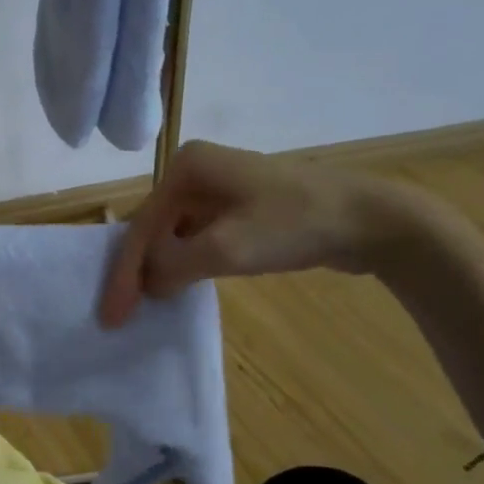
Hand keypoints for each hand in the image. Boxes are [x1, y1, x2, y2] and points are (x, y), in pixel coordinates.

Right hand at [100, 142, 426, 326]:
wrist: (372, 219)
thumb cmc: (295, 224)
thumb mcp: (226, 248)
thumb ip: (173, 265)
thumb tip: (146, 283)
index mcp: (186, 167)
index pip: (142, 226)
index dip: (124, 274)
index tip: (111, 316)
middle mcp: (196, 170)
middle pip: (154, 228)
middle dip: (137, 270)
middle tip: (120, 313)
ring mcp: (220, 187)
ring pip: (175, 233)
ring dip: (161, 268)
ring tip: (142, 305)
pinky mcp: (241, 206)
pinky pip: (199, 236)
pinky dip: (186, 263)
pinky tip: (180, 286)